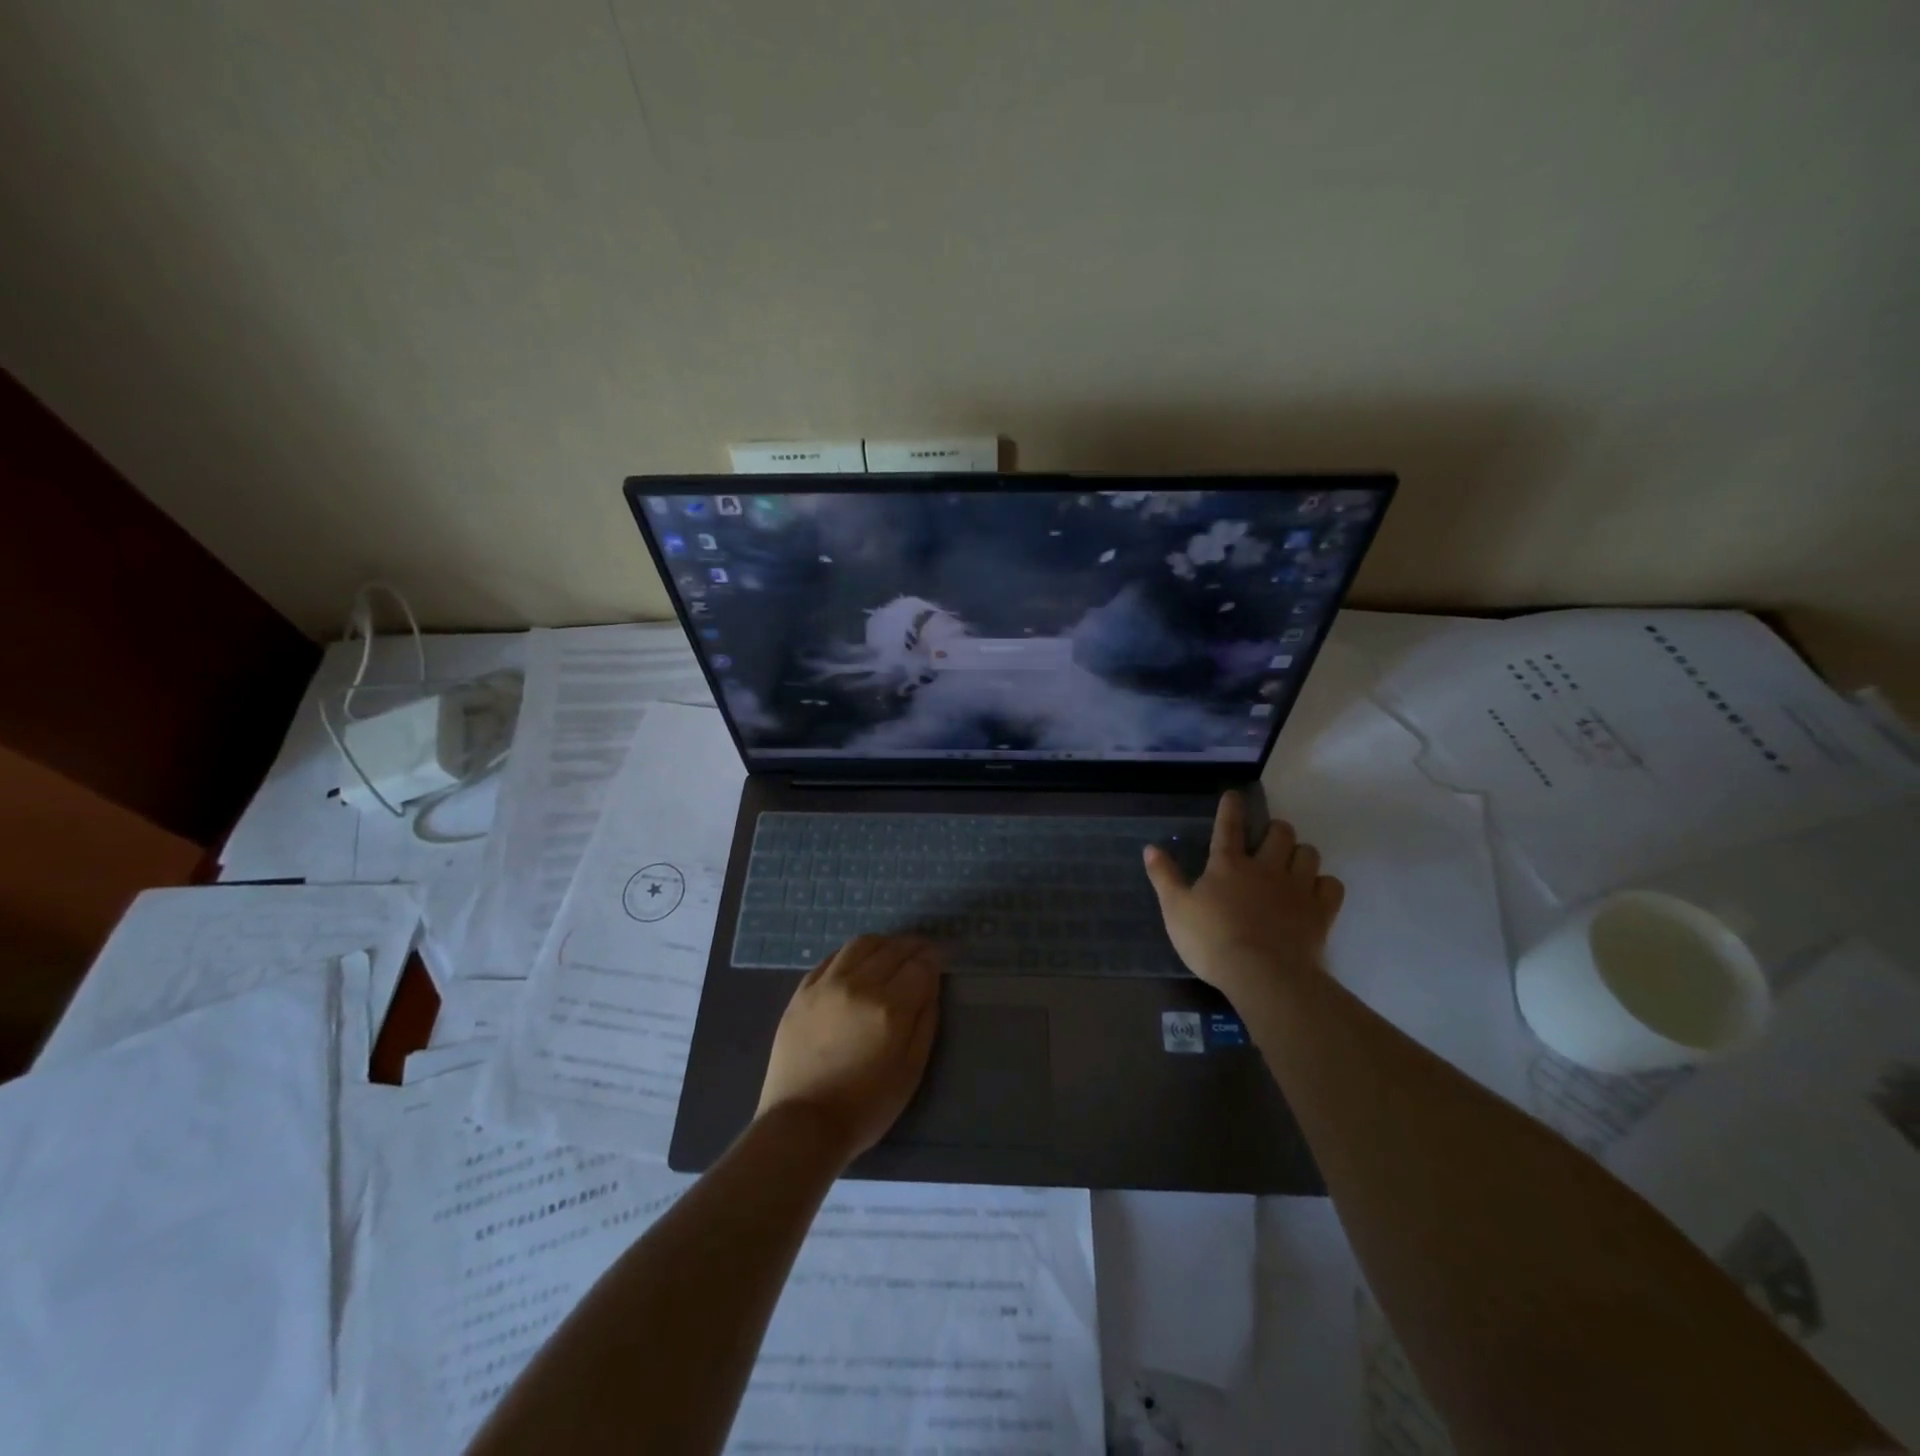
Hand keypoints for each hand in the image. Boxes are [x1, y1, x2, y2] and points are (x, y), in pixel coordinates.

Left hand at [756, 934, 941, 1164]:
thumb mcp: (911, 1070)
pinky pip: (832, 957)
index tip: (938, 960)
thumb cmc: (866, 1106)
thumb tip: (930, 985)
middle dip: (912, 947)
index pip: (920, 965)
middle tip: (920, 952)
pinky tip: (858, 963)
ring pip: (861, 944)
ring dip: (882, 943)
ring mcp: (826, 984)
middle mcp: (859, 985)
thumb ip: (925, 1021)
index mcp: (890, 1008)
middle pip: (892, 949)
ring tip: (890, 953)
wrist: (803, 1123)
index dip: (933, 959)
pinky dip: (852, 954)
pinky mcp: (802, 991)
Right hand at [1143, 791, 1344, 997]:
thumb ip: (1164, 877)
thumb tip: (1150, 847)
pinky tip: (1316, 892)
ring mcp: (1297, 888)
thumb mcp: (1175, 910)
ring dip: (1301, 853)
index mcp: (1227, 865)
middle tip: (1269, 839)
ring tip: (1293, 864)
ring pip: (1308, 853)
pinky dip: (1324, 884)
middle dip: (1276, 830)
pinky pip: (1332, 885)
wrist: (1262, 975)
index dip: (1230, 808)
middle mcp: (1265, 868)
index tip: (1235, 795)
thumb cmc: (1212, 941)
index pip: (1228, 827)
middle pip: (1280, 833)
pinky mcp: (1320, 911)